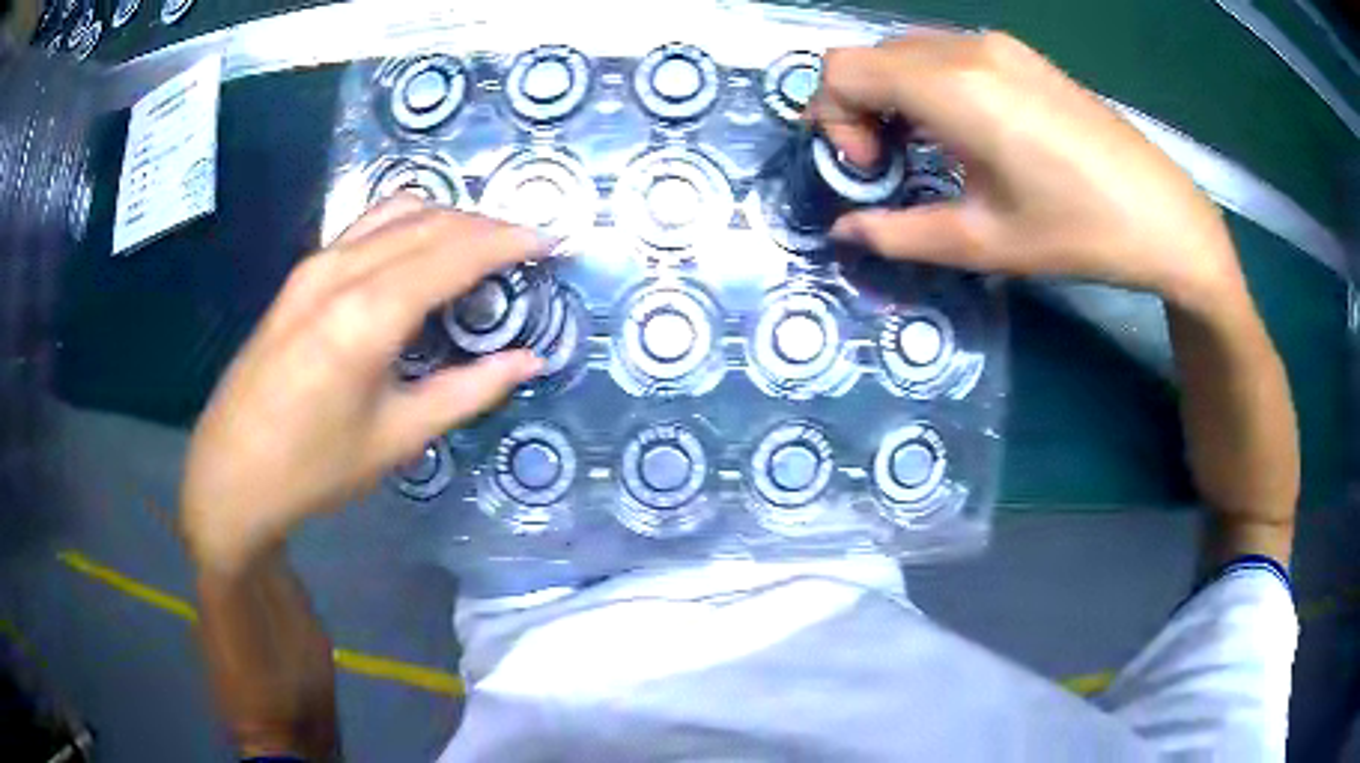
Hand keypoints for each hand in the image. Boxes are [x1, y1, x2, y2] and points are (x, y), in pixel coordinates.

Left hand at [181, 197, 547, 571]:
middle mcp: (341, 271)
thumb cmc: (314, 469)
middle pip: (430, 221)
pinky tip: (421, 253)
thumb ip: (468, 390)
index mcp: (369, 314)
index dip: (510, 241)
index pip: (456, 252)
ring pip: (396, 213)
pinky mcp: (300, 275)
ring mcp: (315, 265)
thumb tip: (528, 361)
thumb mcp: (398, 438)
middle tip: (526, 248)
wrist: (230, 474)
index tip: (552, 241)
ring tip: (480, 246)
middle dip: (486, 225)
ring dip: (447, 218)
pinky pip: (366, 227)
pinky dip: (408, 225)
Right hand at [811, 32, 1248, 314]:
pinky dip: (926, 87)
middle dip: (856, 110)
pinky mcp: (1020, 54)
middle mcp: (967, 50)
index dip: (833, 120)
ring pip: (903, 52)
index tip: (871, 172)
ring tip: (925, 153)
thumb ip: (900, 234)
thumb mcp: (984, 244)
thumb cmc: (1079, 233)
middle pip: (867, 56)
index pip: (842, 70)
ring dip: (891, 97)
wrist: (1163, 215)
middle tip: (890, 167)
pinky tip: (961, 132)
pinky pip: (944, 54)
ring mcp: (996, 45)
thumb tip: (843, 231)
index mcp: (954, 89)